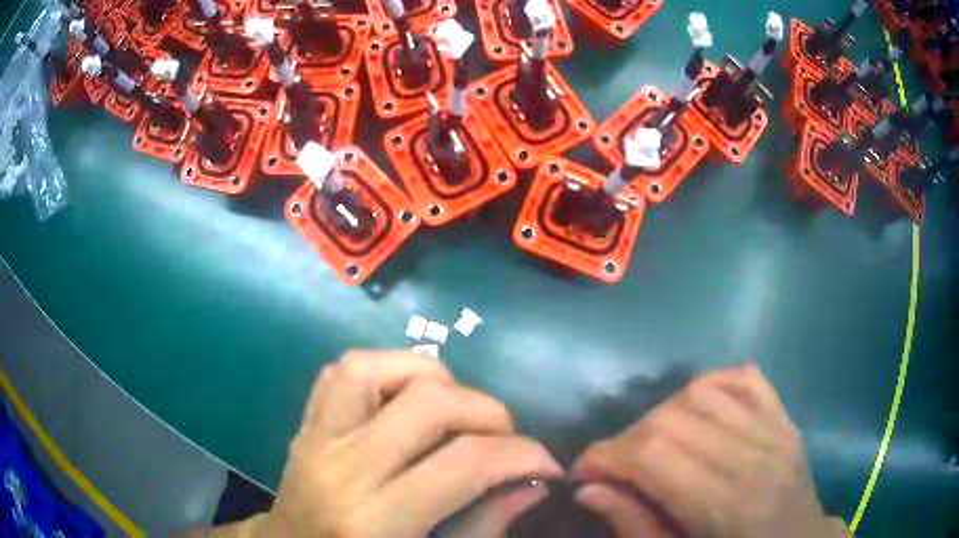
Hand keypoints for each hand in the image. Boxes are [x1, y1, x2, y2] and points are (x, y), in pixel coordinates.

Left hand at [256, 350, 561, 537]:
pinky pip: (341, 371)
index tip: (547, 465)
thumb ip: (484, 526)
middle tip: (506, 440)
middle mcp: (341, 468)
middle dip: (487, 412)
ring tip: (456, 412)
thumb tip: (533, 484)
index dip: (522, 455)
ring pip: (373, 367)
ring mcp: (314, 438)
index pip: (464, 464)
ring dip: (432, 379)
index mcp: (374, 521)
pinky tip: (407, 398)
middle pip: (426, 403)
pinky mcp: (304, 423)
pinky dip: (385, 369)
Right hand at [572, 364, 845, 537]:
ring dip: (660, 414)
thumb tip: (589, 489)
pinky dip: (710, 385)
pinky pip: (743, 378)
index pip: (654, 456)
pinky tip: (694, 410)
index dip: (606, 456)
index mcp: (727, 506)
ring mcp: (775, 431)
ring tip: (649, 444)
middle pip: (673, 420)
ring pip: (702, 392)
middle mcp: (754, 458)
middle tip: (612, 467)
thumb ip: (634, 527)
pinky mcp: (784, 419)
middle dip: (625, 440)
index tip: (582, 472)